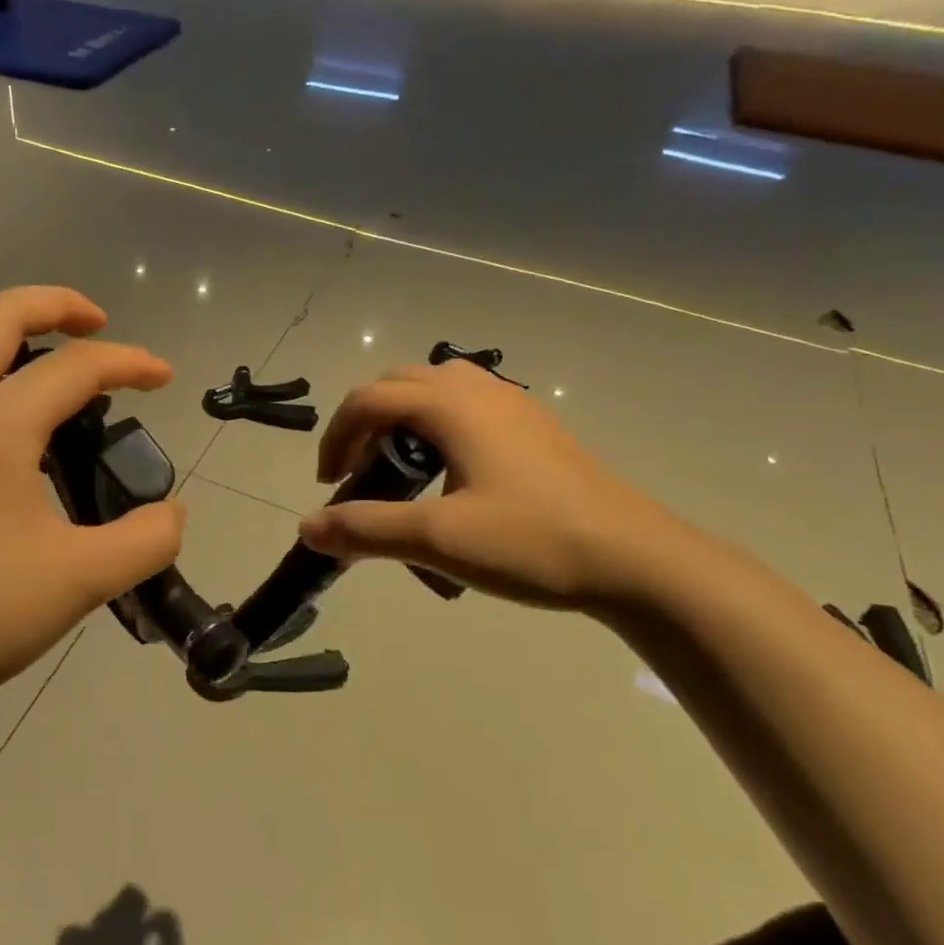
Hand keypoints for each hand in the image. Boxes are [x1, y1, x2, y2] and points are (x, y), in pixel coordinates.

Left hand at [0, 287, 186, 717]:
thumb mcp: (83, 580)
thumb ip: (148, 539)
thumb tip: (172, 513)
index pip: (76, 366)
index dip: (130, 362)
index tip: (165, 378)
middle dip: (55, 305)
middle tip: (98, 323)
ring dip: (20, 353)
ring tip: (65, 397)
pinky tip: (13, 455)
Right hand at [298, 360, 674, 608]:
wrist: (637, 560)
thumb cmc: (532, 542)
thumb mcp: (437, 540)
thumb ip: (365, 529)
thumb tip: (307, 527)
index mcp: (452, 407)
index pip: (369, 399)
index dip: (336, 437)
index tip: (329, 485)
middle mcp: (480, 392)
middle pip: (399, 384)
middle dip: (366, 424)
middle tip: (359, 474)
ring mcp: (514, 407)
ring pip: (438, 389)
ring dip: (403, 420)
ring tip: (402, 470)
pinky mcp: (537, 429)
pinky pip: (469, 407)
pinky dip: (438, 428)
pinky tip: (452, 477)